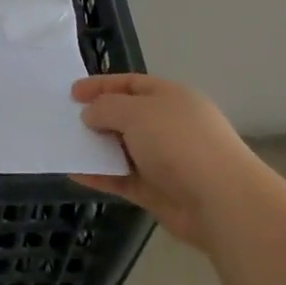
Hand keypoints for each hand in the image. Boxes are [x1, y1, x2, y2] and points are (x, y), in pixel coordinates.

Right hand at [69, 73, 263, 248]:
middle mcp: (168, 124)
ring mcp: (164, 160)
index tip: (72, 93)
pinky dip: (100, 175)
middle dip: (97, 117)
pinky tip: (75, 173)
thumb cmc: (178, 142)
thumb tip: (90, 114)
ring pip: (123, 148)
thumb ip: (107, 108)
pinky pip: (122, 178)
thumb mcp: (136, 112)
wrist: (220, 200)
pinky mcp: (158, 191)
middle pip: (126, 116)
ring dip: (96, 147)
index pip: (131, 84)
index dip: (101, 86)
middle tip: (66, 120)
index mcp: (170, 96)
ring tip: (65, 145)